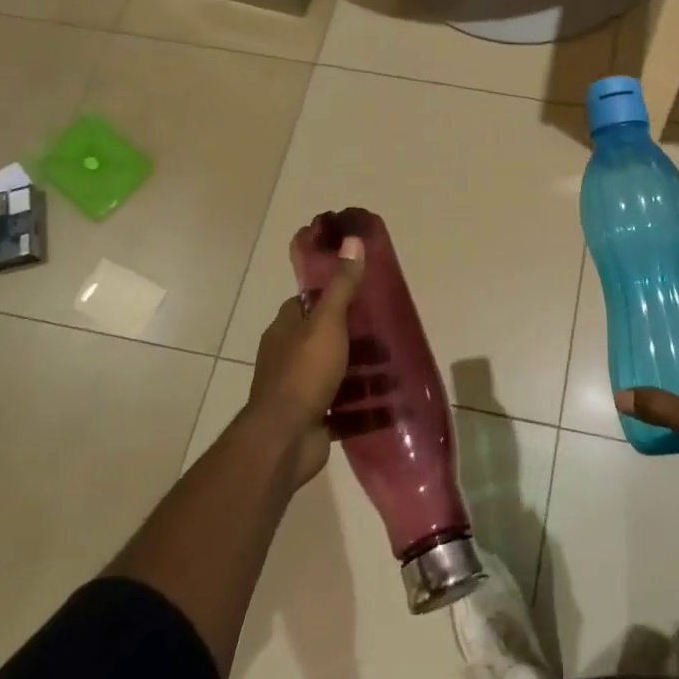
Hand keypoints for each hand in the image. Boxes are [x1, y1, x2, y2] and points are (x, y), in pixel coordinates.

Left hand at [248, 235, 364, 486]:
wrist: (285, 439)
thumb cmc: (304, 373)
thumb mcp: (327, 322)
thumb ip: (342, 285)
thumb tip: (352, 239)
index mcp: (285, 329)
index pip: (307, 303)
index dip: (332, 295)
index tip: (362, 293)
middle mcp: (287, 355)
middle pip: (323, 336)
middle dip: (353, 335)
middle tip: (386, 331)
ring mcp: (298, 388)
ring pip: (334, 370)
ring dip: (360, 368)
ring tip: (393, 364)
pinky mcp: (312, 416)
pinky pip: (340, 402)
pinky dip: (360, 401)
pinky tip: (385, 398)